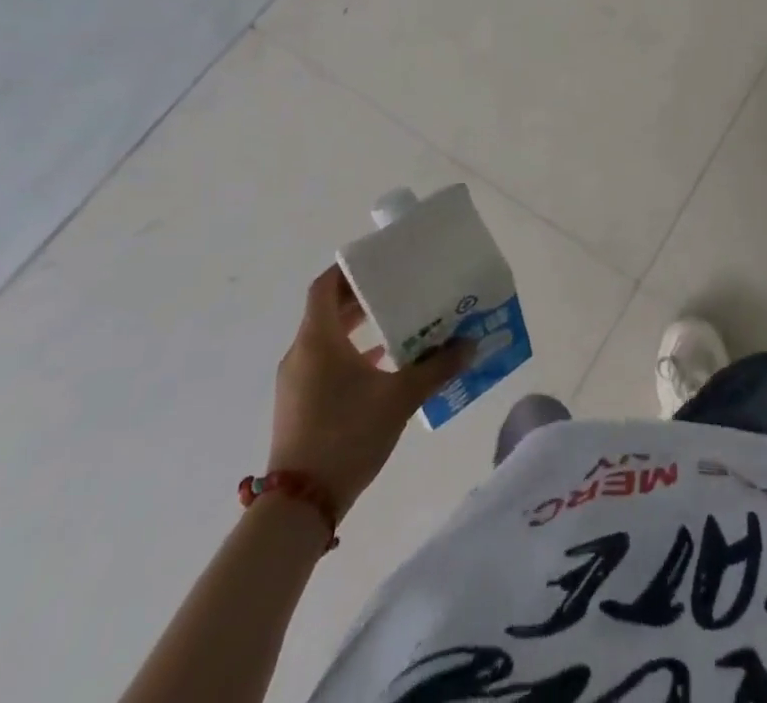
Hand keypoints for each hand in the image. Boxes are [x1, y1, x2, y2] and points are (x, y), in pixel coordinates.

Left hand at [268, 267, 472, 517]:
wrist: (300, 505)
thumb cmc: (346, 435)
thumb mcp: (399, 398)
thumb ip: (436, 368)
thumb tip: (470, 344)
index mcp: (318, 339)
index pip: (325, 286)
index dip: (348, 269)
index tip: (378, 261)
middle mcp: (302, 353)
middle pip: (327, 310)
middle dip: (361, 297)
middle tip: (398, 287)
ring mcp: (296, 381)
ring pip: (326, 338)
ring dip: (356, 327)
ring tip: (395, 322)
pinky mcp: (299, 405)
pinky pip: (324, 363)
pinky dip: (349, 354)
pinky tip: (381, 365)